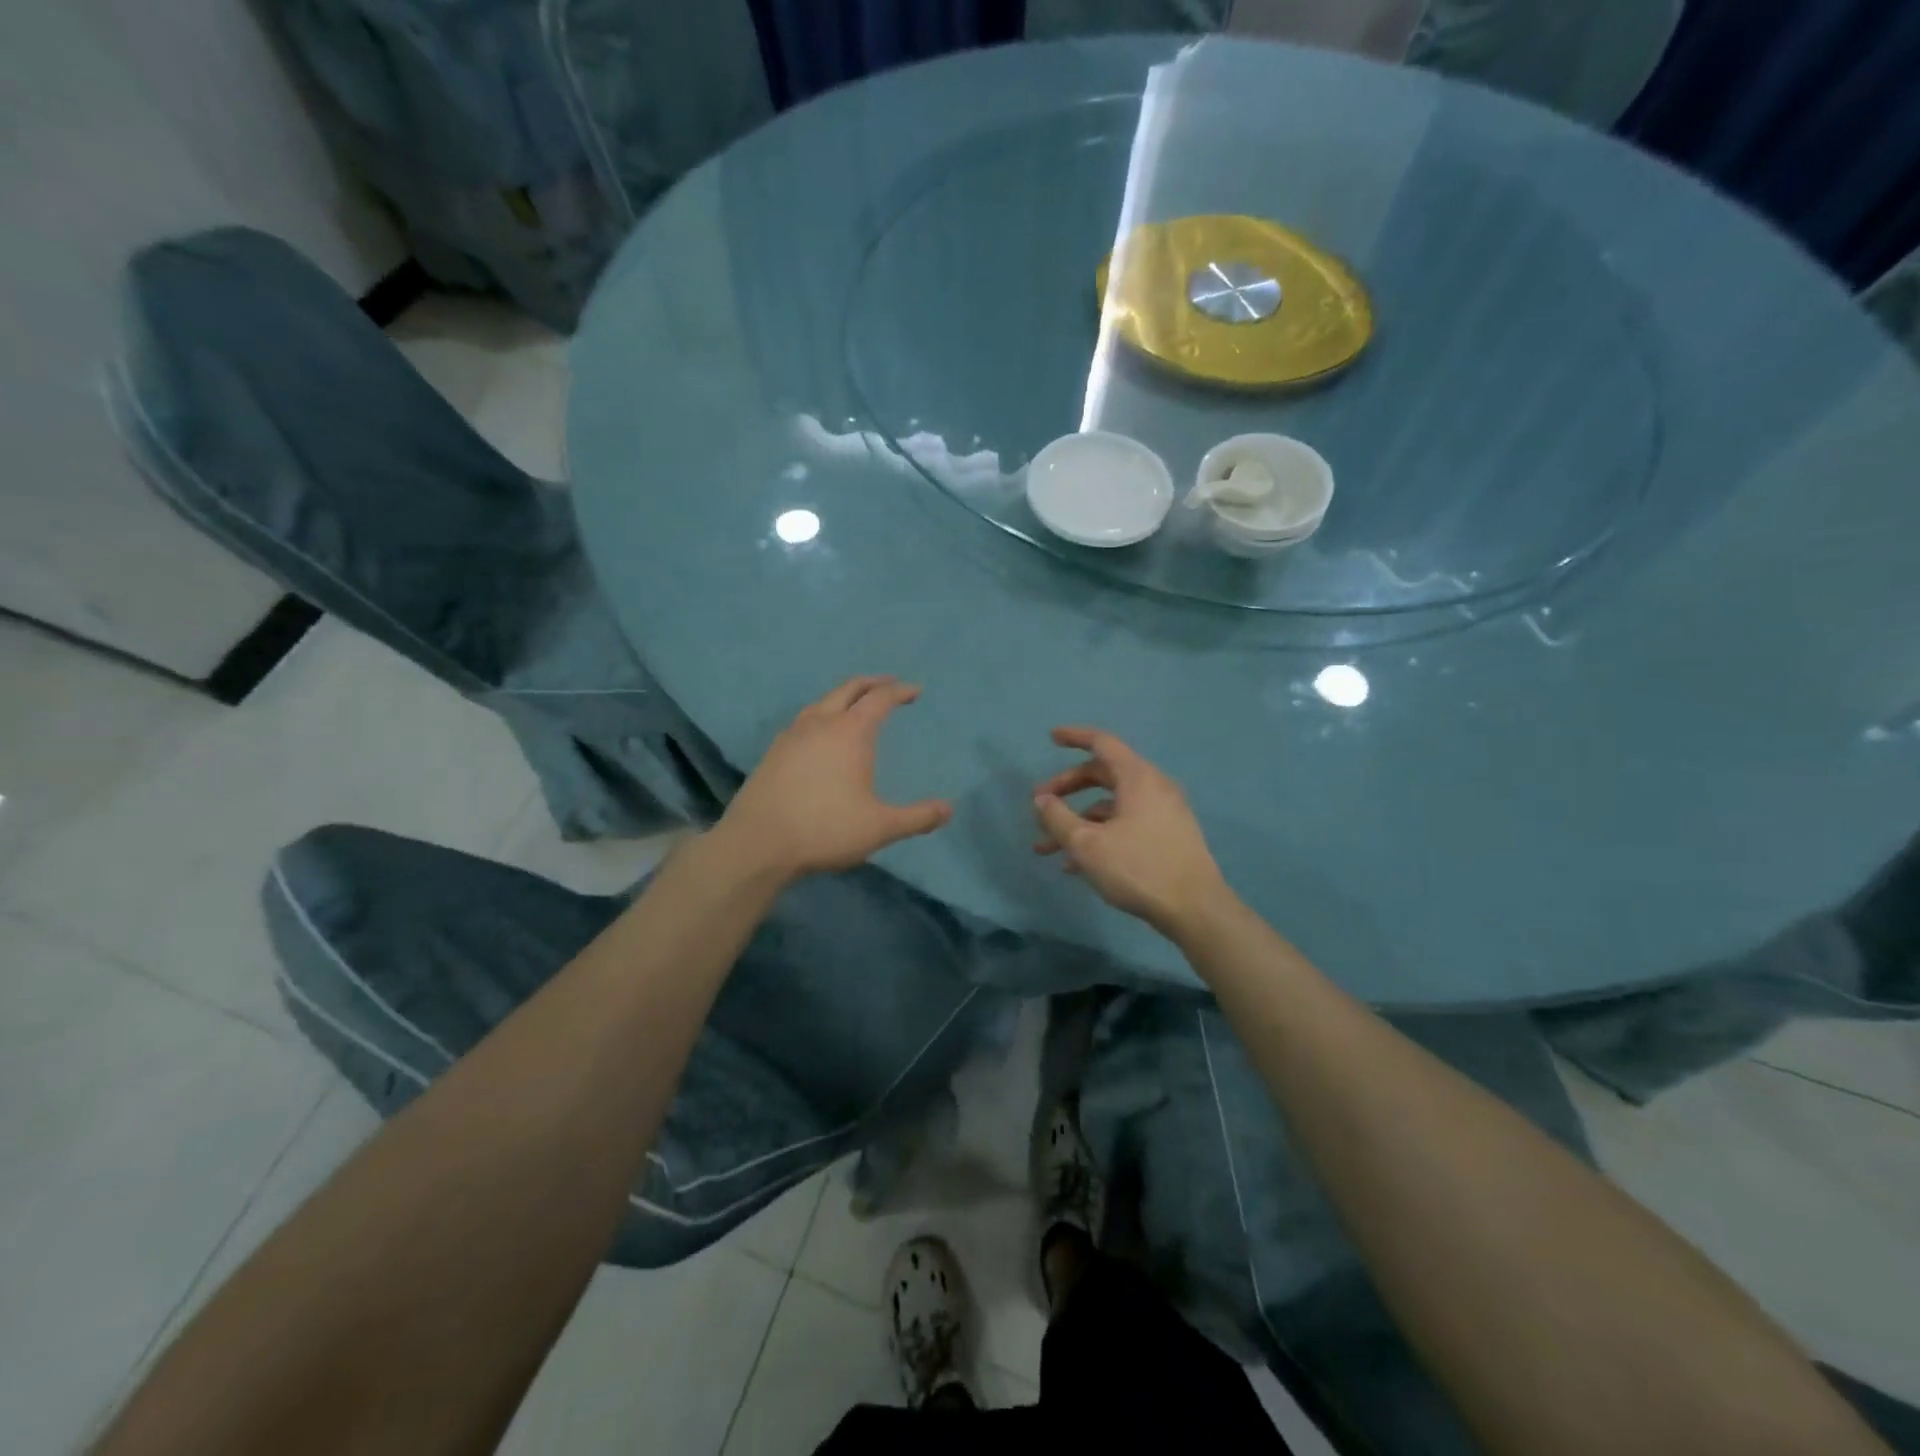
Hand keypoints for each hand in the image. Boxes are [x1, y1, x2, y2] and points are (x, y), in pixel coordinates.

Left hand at [716, 676, 952, 880]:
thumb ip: (917, 817)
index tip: (915, 691)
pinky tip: (820, 736)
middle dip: (872, 683)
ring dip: (843, 697)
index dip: (899, 691)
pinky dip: (821, 715)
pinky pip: (803, 720)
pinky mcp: (773, 752)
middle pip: (849, 689)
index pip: (880, 699)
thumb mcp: (880, 827)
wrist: (757, 844)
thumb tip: (948, 810)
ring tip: (855, 706)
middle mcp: (820, 723)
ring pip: (822, 702)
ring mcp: (791, 735)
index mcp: (850, 732)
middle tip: (888, 684)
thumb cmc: (825, 829)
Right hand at [1033, 726, 1230, 936]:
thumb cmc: (1138, 868)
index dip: (1074, 737)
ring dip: (1078, 821)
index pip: (1102, 743)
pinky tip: (1075, 865)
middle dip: (1067, 789)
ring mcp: (1163, 813)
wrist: (1195, 909)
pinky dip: (1099, 834)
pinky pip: (1125, 824)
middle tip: (1039, 804)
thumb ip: (1058, 818)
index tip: (1051, 738)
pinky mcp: (1167, 837)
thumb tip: (1041, 799)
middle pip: (1103, 775)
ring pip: (1111, 806)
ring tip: (1046, 848)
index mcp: (1138, 777)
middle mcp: (1153, 787)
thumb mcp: (1087, 844)